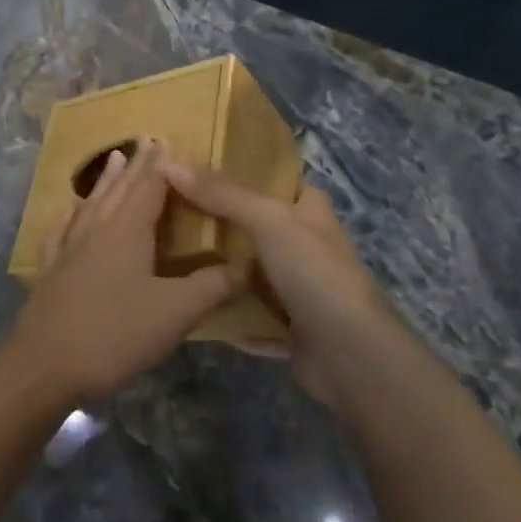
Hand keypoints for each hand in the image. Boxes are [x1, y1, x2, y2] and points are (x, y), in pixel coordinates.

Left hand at [7, 137, 246, 404]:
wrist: (44, 365)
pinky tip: (67, 212)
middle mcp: (95, 230)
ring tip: (113, 158)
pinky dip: (68, 215)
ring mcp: (67, 249)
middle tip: (146, 139)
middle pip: (119, 189)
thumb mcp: (175, 313)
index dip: (161, 165)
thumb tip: (247, 264)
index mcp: (126, 231)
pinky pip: (60, 231)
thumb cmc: (114, 334)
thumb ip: (212, 287)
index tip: (169, 140)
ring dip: (105, 181)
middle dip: (135, 164)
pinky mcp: (50, 271)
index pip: (148, 186)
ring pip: (90, 204)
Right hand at [160, 163, 406, 408]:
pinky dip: (228, 316)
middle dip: (218, 221)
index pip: (274, 181)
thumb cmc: (316, 274)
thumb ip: (222, 194)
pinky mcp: (290, 331)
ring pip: (251, 274)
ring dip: (220, 271)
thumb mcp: (269, 221)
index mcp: (309, 213)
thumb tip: (167, 164)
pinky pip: (250, 318)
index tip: (195, 168)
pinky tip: (194, 308)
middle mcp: (306, 248)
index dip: (240, 171)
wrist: (353, 357)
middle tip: (169, 211)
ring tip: (170, 256)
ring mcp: (300, 291)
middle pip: (256, 227)